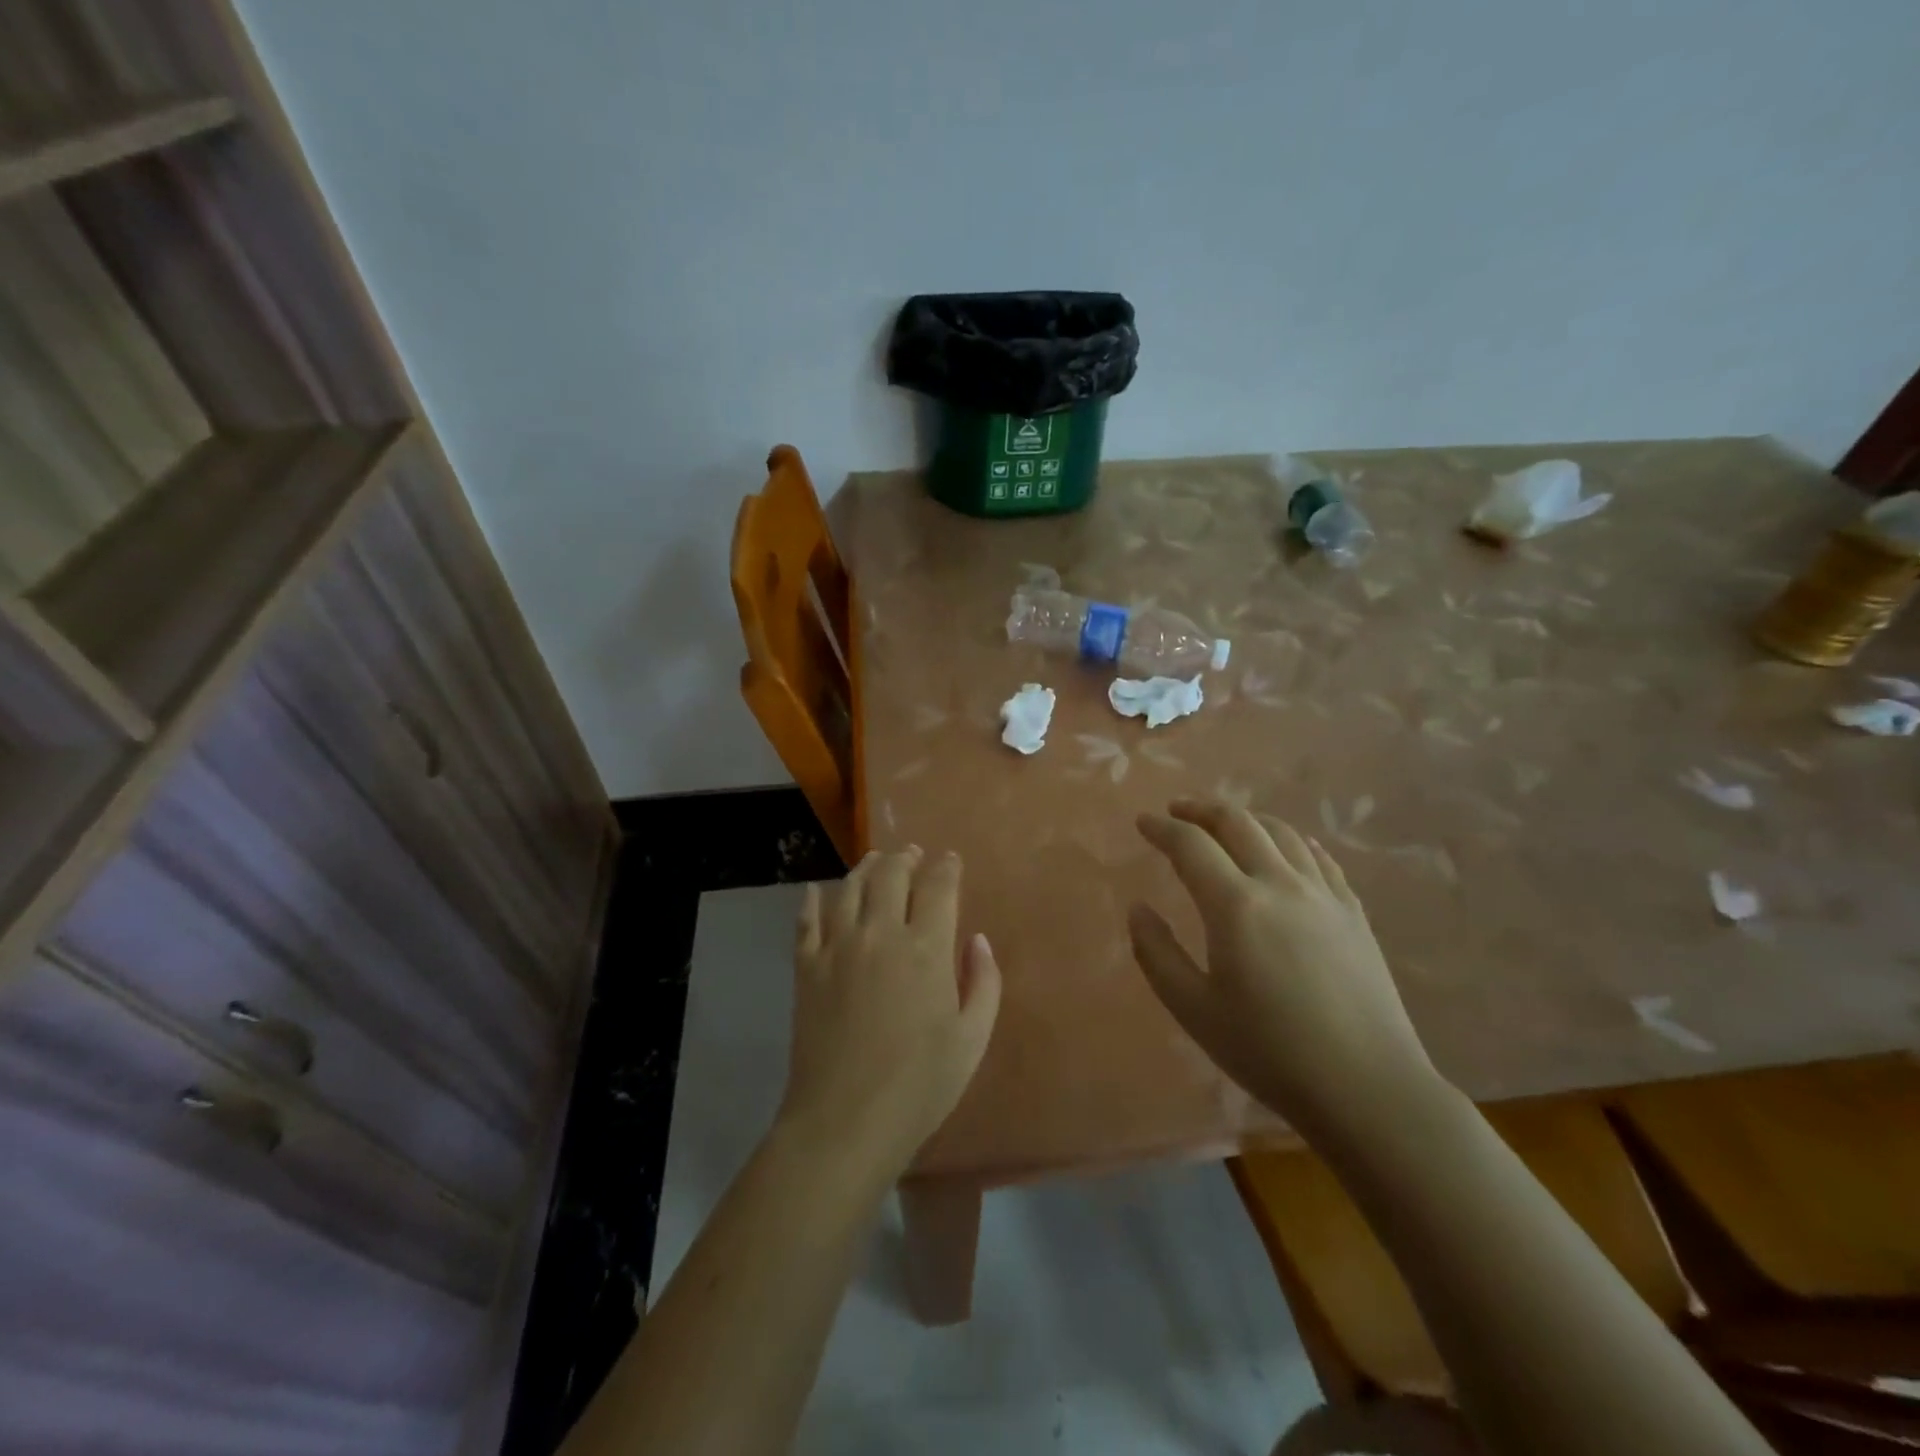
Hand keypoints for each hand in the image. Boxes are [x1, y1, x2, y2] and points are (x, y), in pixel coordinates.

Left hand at [779, 848, 1001, 1184]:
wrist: (845, 1120)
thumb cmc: (920, 1085)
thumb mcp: (972, 1039)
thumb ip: (983, 982)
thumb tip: (978, 940)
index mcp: (927, 948)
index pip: (938, 887)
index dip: (947, 867)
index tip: (950, 860)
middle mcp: (881, 933)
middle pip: (891, 875)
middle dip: (906, 858)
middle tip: (912, 854)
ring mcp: (838, 947)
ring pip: (850, 887)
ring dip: (866, 867)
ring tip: (875, 861)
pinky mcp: (806, 967)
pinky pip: (807, 920)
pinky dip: (813, 900)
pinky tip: (817, 891)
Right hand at [1129, 800, 1440, 1134]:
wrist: (1368, 1087)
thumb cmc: (1269, 1052)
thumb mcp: (1194, 1010)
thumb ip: (1156, 953)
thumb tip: (1138, 908)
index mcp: (1235, 905)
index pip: (1191, 845)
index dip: (1162, 829)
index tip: (1143, 822)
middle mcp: (1280, 884)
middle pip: (1238, 822)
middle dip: (1201, 809)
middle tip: (1177, 811)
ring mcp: (1324, 895)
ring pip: (1281, 832)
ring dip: (1246, 819)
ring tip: (1225, 826)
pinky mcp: (1353, 912)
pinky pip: (1319, 857)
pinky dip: (1292, 841)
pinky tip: (1287, 850)